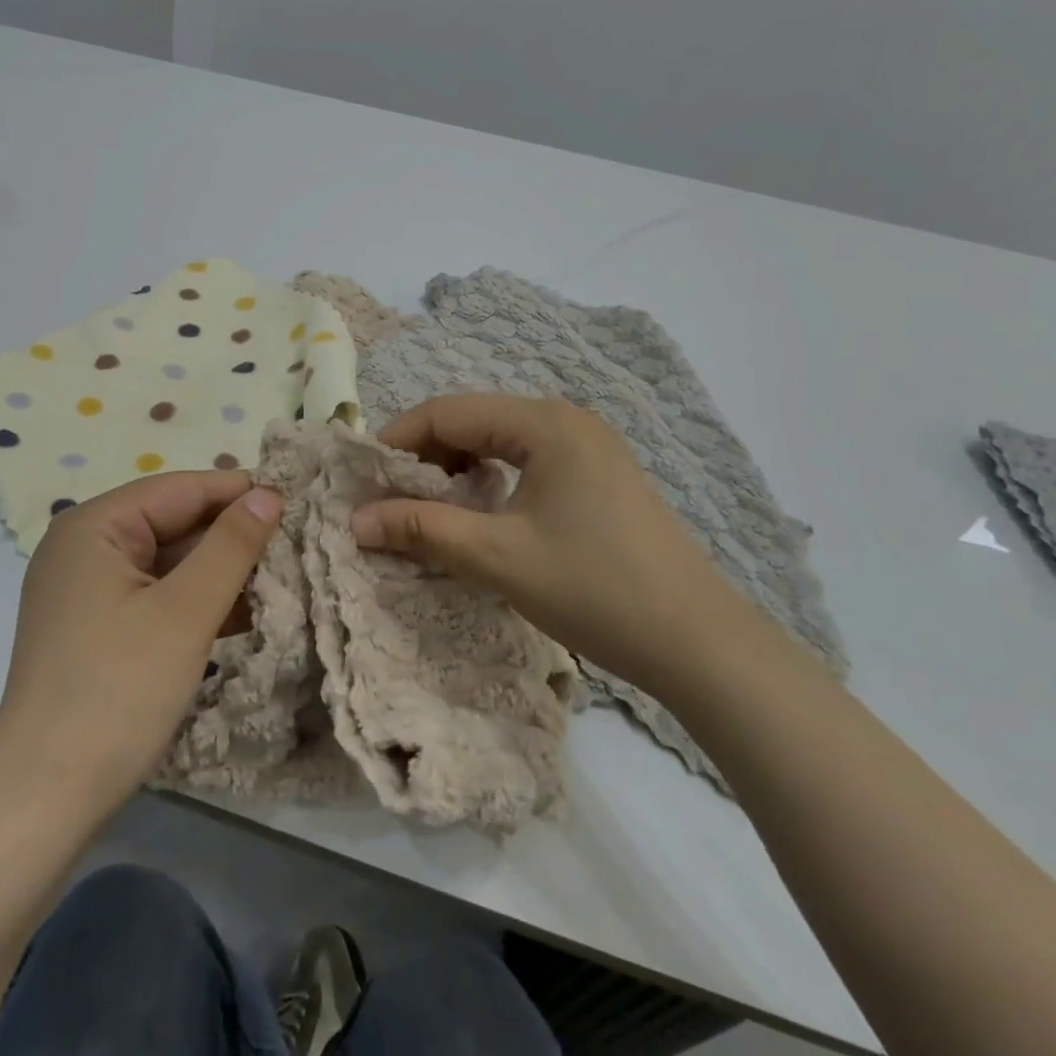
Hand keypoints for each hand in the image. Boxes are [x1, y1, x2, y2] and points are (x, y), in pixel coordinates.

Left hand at [0, 471, 281, 821]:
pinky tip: (245, 612)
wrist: (43, 802)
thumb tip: (268, 493)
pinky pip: (155, 596)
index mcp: (93, 526)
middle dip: (231, 535)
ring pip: (167, 562)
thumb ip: (231, 546)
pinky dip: (196, 601)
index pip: (179, 488)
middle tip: (295, 541)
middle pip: (172, 523)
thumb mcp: (186, 613)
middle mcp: (84, 547)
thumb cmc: (117, 692)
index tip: (295, 499)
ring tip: (282, 574)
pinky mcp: (95, 628)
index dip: (238, 492)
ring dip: (219, 570)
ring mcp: (86, 590)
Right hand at [351, 395, 739, 696]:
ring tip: (431, 509)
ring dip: (456, 470)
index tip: (363, 480)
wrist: (700, 643)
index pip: (446, 412)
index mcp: (543, 423)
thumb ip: (421, 529)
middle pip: (472, 421)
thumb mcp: (498, 557)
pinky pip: (526, 460)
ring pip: (498, 441)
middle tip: (391, 500)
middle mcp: (566, 420)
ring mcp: (588, 446)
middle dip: (425, 457)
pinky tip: (482, 514)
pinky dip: (491, 481)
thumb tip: (355, 520)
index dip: (397, 441)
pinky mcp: (598, 475)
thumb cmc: (594, 589)